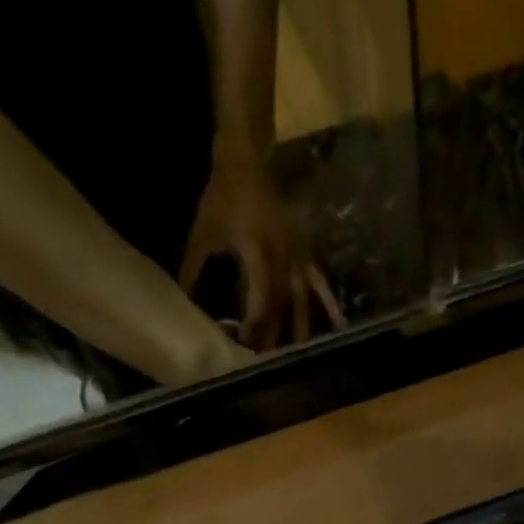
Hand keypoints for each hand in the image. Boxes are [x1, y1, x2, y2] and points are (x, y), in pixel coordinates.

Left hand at [180, 158, 344, 350]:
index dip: (254, 328)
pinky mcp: (306, 254)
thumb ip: (194, 268)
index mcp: (259, 256)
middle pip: (280, 309)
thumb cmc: (223, 194)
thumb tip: (182, 299)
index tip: (245, 348)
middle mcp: (284, 262)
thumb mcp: (204, 232)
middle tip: (268, 364)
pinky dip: (329, 305)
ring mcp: (299, 258)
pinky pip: (320, 284)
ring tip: (301, 357)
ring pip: (301, 302)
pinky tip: (341, 326)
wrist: (248, 159)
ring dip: (301, 330)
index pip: (259, 303)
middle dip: (274, 337)